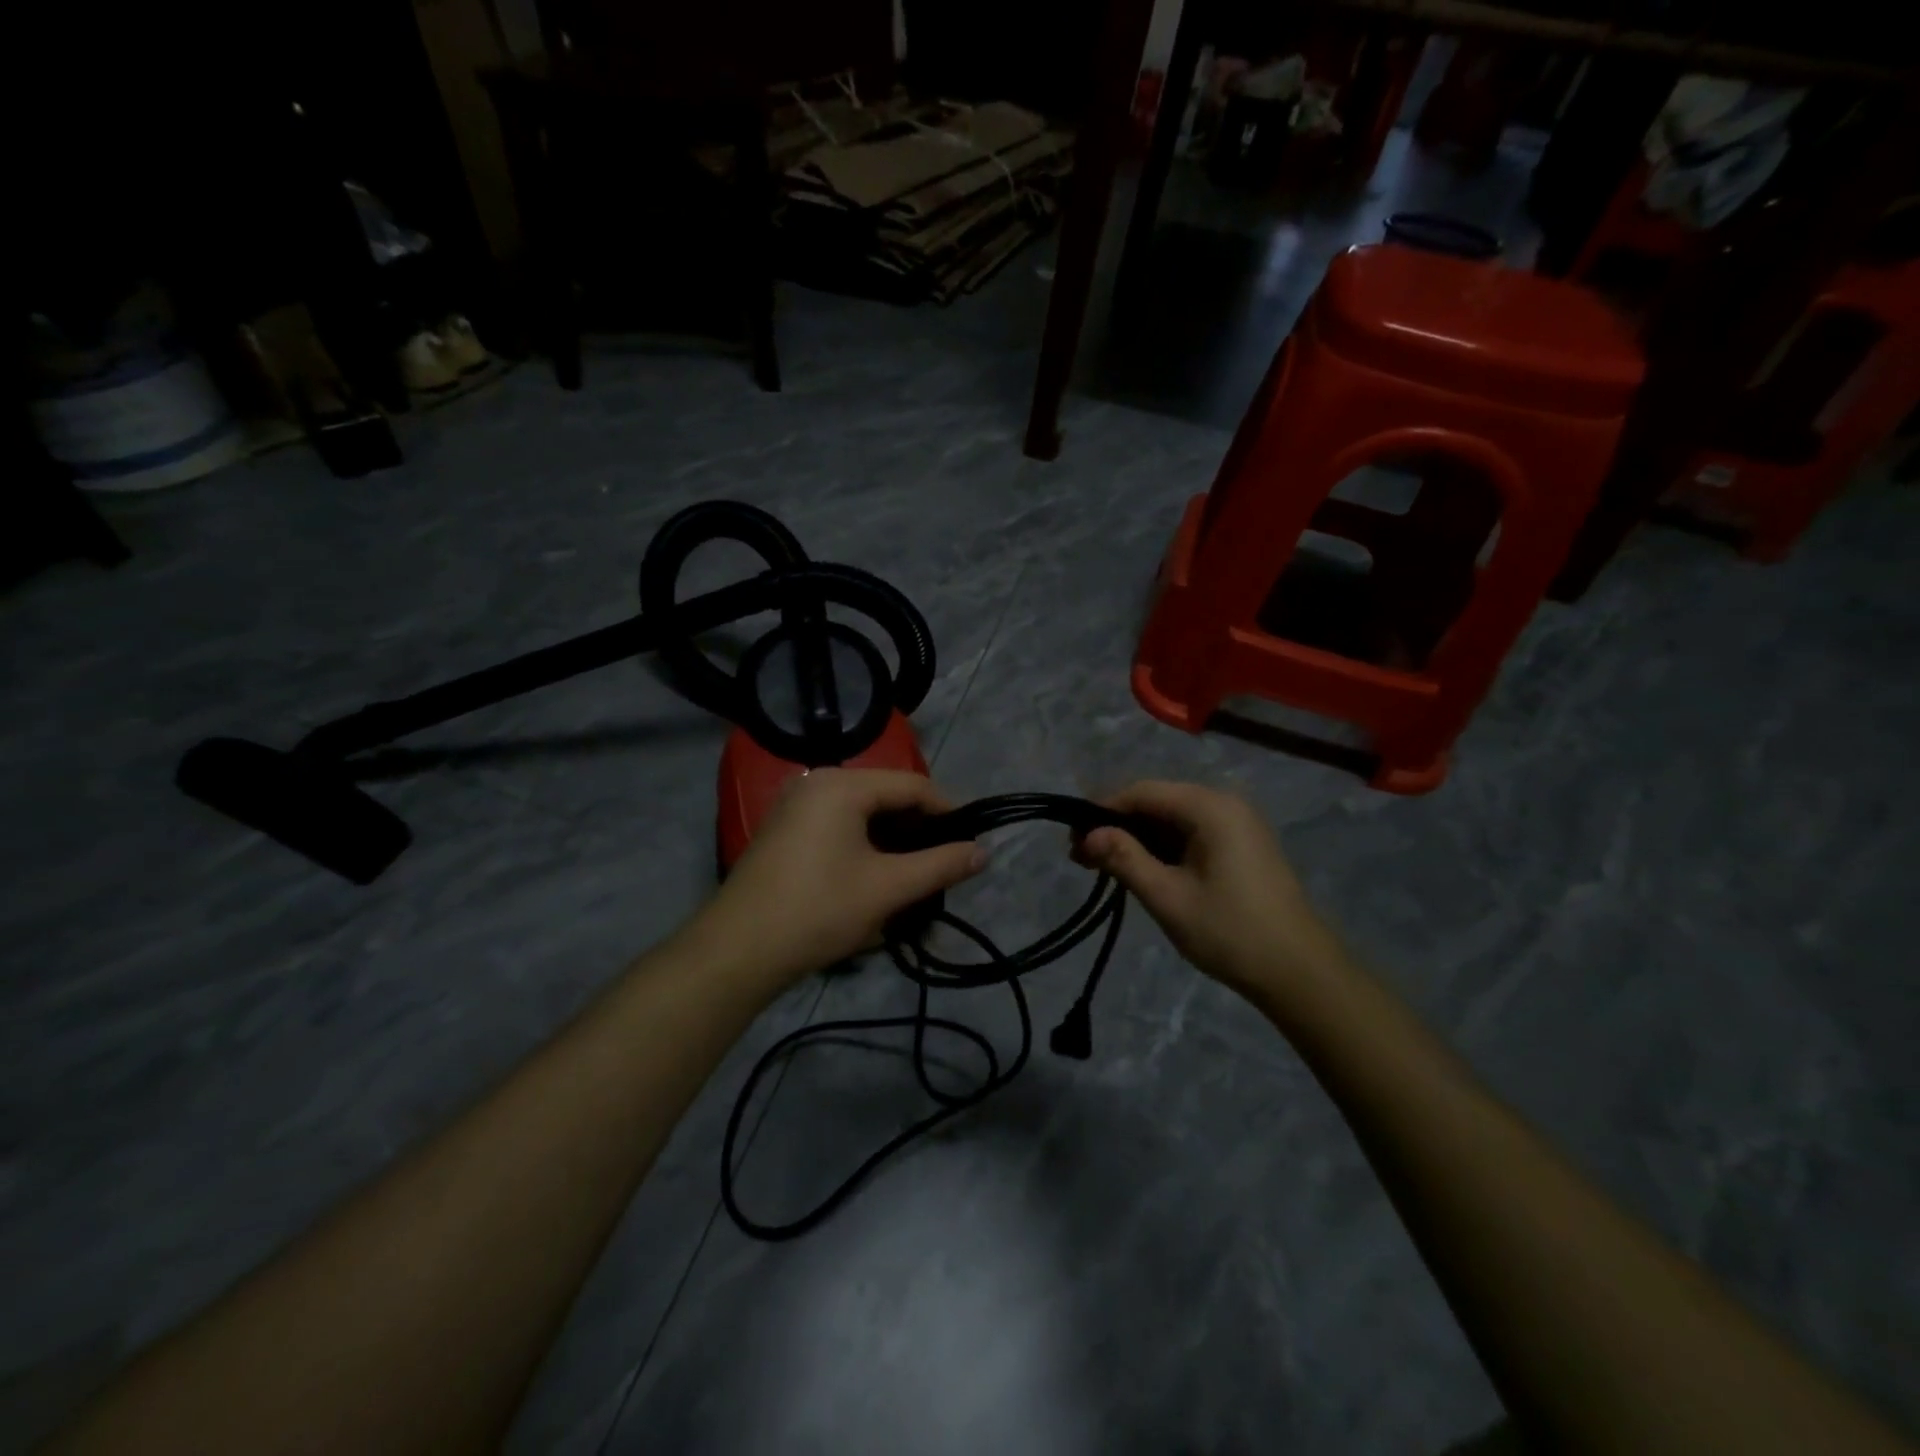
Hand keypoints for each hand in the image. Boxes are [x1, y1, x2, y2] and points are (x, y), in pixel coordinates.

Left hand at [687, 768, 983, 990]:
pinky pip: (838, 826)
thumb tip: (983, 852)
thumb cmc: (819, 909)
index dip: (948, 812)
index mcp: (842, 784)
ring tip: (915, 875)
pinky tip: (876, 877)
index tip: (970, 843)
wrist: (738, 950)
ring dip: (893, 842)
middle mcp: (816, 782)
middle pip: (886, 796)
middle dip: (918, 830)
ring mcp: (795, 805)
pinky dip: (864, 846)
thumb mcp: (888, 888)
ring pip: (862, 814)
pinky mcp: (784, 830)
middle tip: (943, 864)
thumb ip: (941, 865)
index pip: (912, 785)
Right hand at [1076, 781, 1345, 999]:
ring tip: (1105, 867)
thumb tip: (1087, 835)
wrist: (1300, 973)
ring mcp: (1238, 824)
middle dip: (1118, 826)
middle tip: (1083, 858)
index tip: (1073, 839)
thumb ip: (1124, 859)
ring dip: (1139, 839)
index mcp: (1210, 807)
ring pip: (1174, 819)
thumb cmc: (1230, 932)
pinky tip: (1143, 870)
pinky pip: (1192, 833)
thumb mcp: (1168, 897)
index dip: (1103, 810)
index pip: (1143, 792)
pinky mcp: (1243, 845)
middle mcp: (1226, 804)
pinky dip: (1164, 848)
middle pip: (1158, 801)